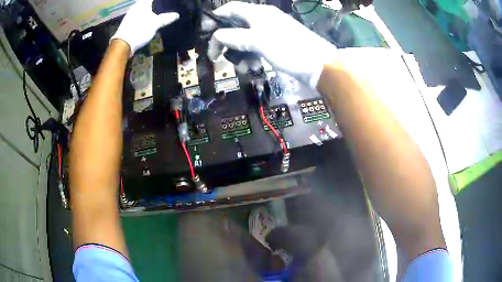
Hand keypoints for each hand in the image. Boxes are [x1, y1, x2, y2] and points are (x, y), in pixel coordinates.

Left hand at [111, 0, 178, 54]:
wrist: (123, 44)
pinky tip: (149, 19)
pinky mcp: (128, 22)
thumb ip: (166, 18)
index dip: (160, 1)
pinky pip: (139, 14)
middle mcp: (136, 6)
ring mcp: (130, 14)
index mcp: (142, 3)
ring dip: (149, 9)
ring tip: (158, 12)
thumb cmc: (140, 30)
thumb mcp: (155, 24)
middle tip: (163, 6)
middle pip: (146, 3)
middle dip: (154, 4)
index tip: (166, 2)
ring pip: (142, 8)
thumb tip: (177, 15)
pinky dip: (145, 15)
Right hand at [207, 2, 335, 88]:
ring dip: (238, 53)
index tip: (205, 33)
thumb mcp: (258, 41)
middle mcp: (262, 19)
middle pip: (235, 26)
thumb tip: (216, 36)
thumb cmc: (289, 49)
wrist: (318, 65)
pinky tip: (252, 68)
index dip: (216, 17)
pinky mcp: (275, 45)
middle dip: (226, 41)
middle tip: (218, 56)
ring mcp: (270, 33)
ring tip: (241, 67)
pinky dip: (251, 57)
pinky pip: (256, 48)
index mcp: (258, 13)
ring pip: (244, 39)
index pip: (231, 8)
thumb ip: (234, 37)